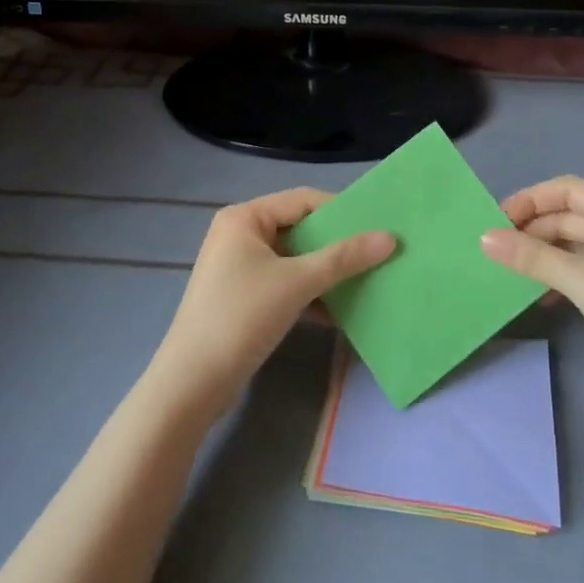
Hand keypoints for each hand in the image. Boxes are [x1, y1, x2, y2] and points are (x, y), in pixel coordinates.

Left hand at [146, 188, 393, 421]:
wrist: (193, 382)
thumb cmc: (242, 317)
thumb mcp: (297, 282)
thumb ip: (344, 258)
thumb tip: (390, 238)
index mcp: (245, 217)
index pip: (303, 200)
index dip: (342, 211)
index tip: (379, 226)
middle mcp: (239, 234)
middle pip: (299, 228)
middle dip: (337, 244)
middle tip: (379, 252)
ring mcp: (239, 267)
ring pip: (294, 259)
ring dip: (327, 272)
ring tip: (368, 280)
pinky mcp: (243, 297)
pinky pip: (285, 283)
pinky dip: (310, 293)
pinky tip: (340, 312)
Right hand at [480, 175, 583, 432]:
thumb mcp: (583, 282)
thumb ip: (532, 257)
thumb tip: (484, 238)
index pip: (569, 190)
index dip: (531, 200)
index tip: (497, 220)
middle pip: (570, 216)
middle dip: (533, 229)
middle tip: (495, 249)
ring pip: (574, 245)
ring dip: (542, 254)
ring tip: (509, 271)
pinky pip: (582, 270)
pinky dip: (558, 276)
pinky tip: (538, 295)